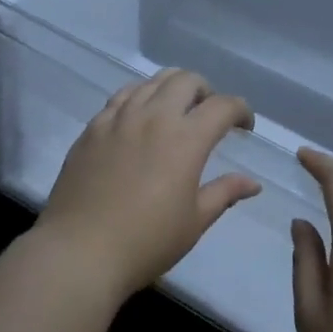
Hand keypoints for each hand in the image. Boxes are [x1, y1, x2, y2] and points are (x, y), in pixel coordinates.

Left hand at [34, 69, 260, 304]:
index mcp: (185, 139)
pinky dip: (138, 98)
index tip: (244, 126)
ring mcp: (117, 119)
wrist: (80, 250)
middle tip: (208, 115)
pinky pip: (120, 98)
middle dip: (206, 91)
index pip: (222, 106)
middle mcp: (152, 117)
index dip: (240, 110)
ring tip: (174, 112)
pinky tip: (138, 120)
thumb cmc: (146, 242)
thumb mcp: (194, 221)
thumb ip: (224, 193)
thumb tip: (252, 183)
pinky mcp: (91, 129)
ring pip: (150, 82)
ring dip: (171, 89)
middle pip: (185, 80)